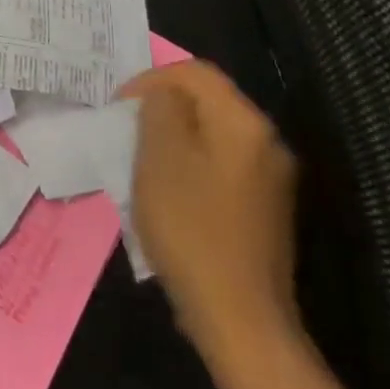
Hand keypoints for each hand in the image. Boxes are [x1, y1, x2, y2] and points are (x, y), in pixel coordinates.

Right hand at [116, 61, 299, 367]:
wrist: (239, 316)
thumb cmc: (191, 228)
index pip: (195, 72)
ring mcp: (271, 178)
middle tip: (126, 132)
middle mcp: (267, 142)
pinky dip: (190, 165)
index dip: (151, 79)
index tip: (118, 107)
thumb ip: (159, 111)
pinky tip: (168, 193)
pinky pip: (221, 165)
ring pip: (212, 134)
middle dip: (161, 108)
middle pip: (207, 101)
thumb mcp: (160, 158)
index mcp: (244, 123)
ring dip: (174, 138)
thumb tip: (162, 95)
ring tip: (140, 161)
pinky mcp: (264, 208)